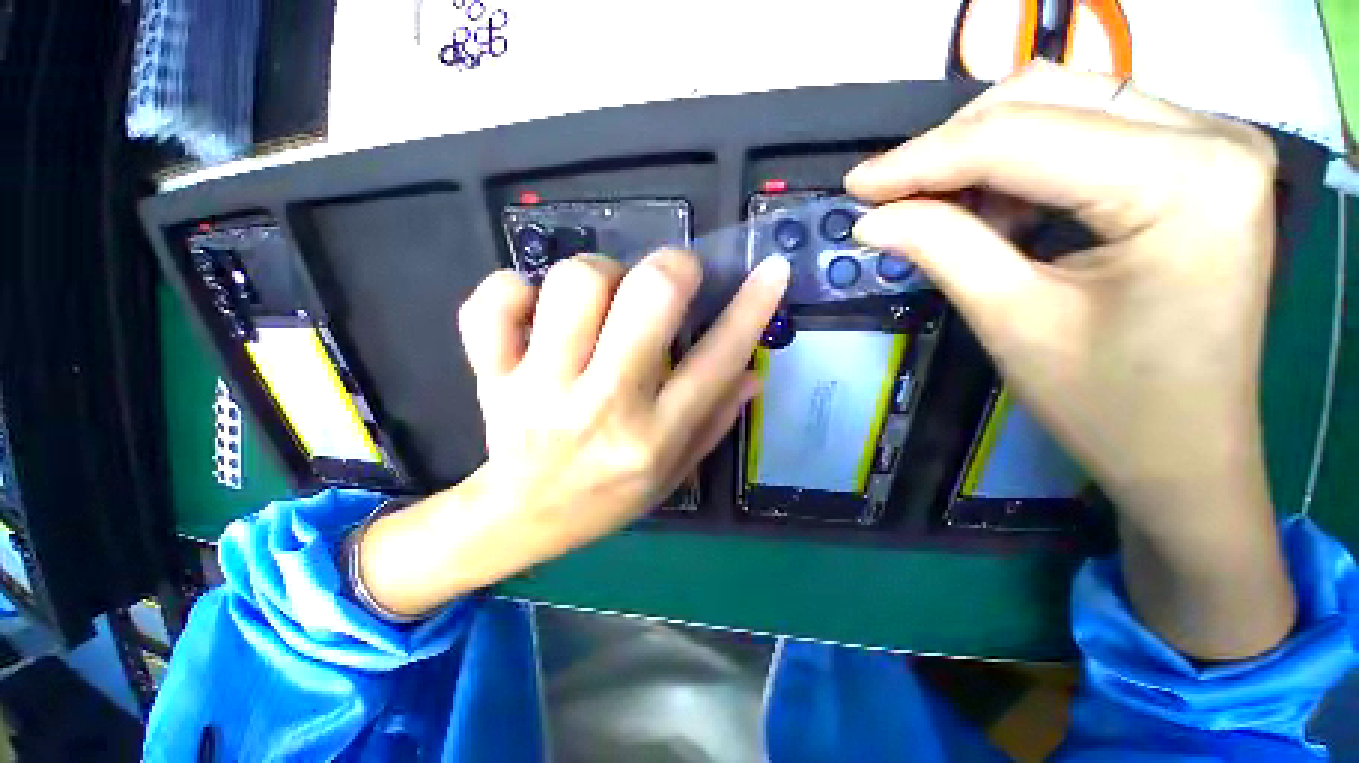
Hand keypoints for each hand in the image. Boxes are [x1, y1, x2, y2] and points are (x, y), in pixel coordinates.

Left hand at [464, 250, 787, 549]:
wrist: (524, 517)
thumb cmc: (609, 494)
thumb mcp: (675, 470)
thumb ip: (717, 420)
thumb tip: (754, 371)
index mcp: (656, 435)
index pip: (718, 359)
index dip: (752, 307)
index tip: (772, 269)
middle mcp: (604, 405)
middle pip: (647, 297)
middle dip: (670, 269)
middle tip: (668, 279)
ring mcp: (540, 387)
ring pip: (576, 284)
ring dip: (600, 273)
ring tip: (602, 297)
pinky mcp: (491, 375)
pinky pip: (493, 302)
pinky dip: (513, 288)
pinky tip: (532, 309)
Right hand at [846, 63, 1294, 658]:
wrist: (1195, 455)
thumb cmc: (1119, 410)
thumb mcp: (1018, 323)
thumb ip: (947, 248)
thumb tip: (877, 214)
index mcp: (1183, 185)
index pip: (1019, 140)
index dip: (921, 159)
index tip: (853, 182)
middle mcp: (1204, 143)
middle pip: (1041, 106)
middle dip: (942, 144)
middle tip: (874, 184)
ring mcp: (1201, 148)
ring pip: (1060, 107)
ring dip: (974, 144)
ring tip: (911, 186)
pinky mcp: (1184, 167)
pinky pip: (1076, 134)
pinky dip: (1009, 156)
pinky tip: (970, 191)